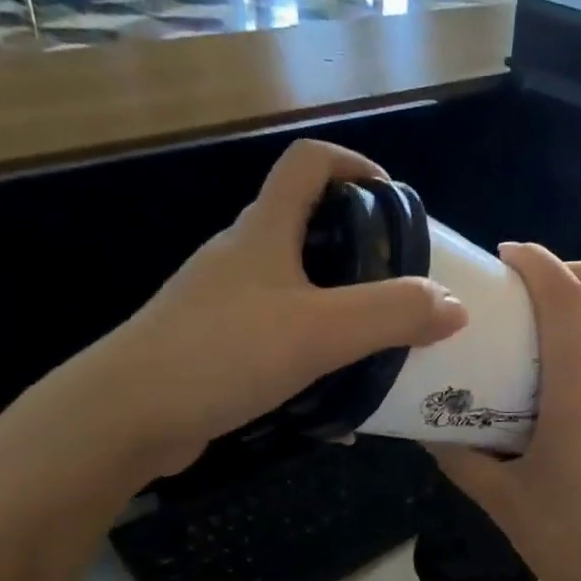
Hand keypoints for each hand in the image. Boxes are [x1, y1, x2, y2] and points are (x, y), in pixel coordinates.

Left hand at [76, 139, 466, 475]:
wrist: (126, 416)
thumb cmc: (224, 353)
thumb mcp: (321, 331)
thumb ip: (393, 314)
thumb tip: (454, 305)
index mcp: (263, 232)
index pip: (308, 164)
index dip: (354, 164)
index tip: (394, 199)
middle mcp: (240, 258)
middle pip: (306, 229)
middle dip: (359, 250)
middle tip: (400, 286)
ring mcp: (222, 305)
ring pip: (295, 291)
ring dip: (339, 310)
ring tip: (379, 345)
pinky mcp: (214, 349)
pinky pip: (279, 341)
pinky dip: (313, 358)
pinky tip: (336, 406)